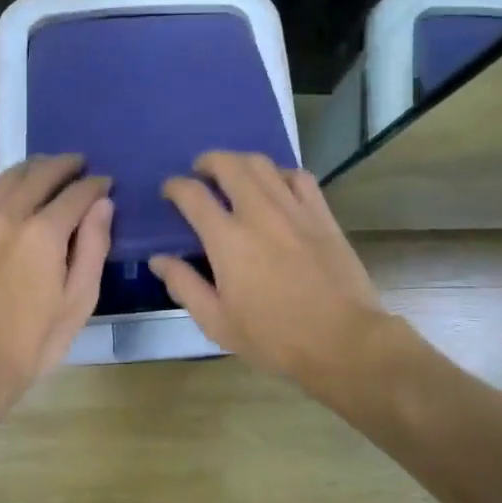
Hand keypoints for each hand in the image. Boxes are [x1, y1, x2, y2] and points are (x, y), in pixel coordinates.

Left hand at [0, 154, 112, 413]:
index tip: (106, 183)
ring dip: (32, 168)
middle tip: (80, 165)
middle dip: (65, 165)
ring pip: (7, 178)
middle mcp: (9, 217)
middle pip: (40, 174)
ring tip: (47, 171)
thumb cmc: (34, 340)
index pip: (76, 193)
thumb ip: (93, 246)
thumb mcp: (79, 300)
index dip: (95, 185)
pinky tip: (6, 197)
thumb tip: (103, 204)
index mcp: (43, 234)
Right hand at [150, 152, 390, 385]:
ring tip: (235, 174)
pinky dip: (281, 174)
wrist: (343, 341)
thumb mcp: (217, 322)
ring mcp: (294, 209)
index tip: (170, 190)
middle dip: (208, 161)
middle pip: (229, 164)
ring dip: (242, 162)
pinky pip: (299, 177)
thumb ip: (184, 285)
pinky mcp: (322, 215)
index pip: (193, 195)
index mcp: (227, 239)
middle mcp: (259, 213)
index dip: (175, 186)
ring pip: (263, 164)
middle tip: (201, 172)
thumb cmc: (274, 338)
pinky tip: (277, 186)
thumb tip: (159, 259)